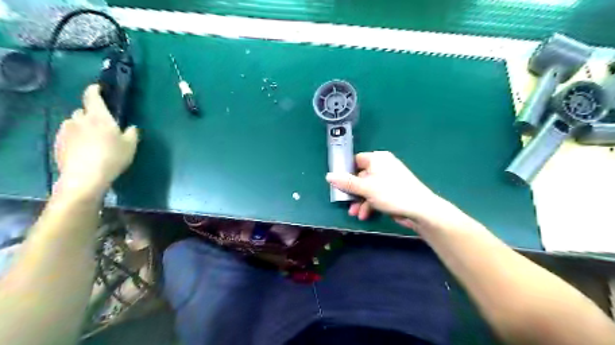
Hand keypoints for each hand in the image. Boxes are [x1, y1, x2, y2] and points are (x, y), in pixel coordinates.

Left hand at [53, 83, 138, 195]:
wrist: (85, 176)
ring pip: (74, 123)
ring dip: (81, 127)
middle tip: (101, 125)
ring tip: (91, 139)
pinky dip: (75, 138)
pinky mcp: (58, 143)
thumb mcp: (131, 145)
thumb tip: (131, 127)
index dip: (94, 90)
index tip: (98, 88)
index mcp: (98, 116)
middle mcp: (79, 119)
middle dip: (90, 114)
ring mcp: (66, 131)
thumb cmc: (112, 157)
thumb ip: (132, 133)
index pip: (92, 96)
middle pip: (82, 111)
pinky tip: (83, 150)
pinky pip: (67, 135)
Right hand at [326, 150, 447, 225]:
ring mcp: (387, 179)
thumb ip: (346, 182)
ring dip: (360, 201)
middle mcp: (382, 166)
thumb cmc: (391, 193)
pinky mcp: (391, 191)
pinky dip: (369, 204)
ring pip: (367, 188)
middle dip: (353, 192)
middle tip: (346, 203)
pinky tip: (365, 215)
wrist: (419, 209)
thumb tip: (328, 176)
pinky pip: (375, 195)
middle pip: (360, 176)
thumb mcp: (365, 188)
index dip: (346, 172)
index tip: (338, 184)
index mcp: (377, 159)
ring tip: (356, 214)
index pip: (356, 161)